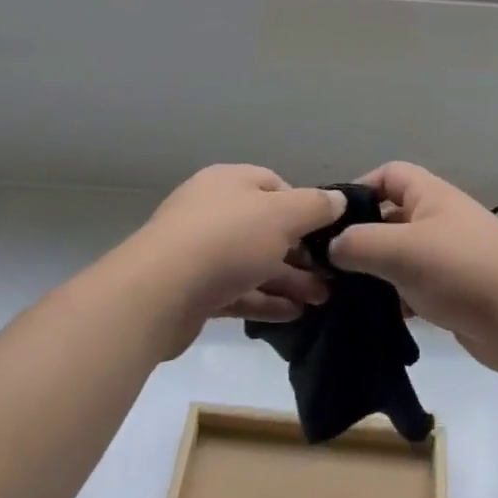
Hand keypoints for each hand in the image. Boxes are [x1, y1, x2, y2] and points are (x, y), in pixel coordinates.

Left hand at [124, 165, 344, 354]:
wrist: (159, 293)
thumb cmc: (227, 239)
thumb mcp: (282, 215)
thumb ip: (314, 206)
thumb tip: (338, 199)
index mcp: (229, 182)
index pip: (274, 185)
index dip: (304, 207)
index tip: (327, 232)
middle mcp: (213, 211)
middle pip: (265, 227)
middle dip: (301, 251)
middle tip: (332, 275)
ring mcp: (199, 252)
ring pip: (253, 262)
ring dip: (289, 279)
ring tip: (323, 299)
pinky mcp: (193, 291)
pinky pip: (238, 291)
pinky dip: (265, 300)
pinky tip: (294, 315)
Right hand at [328, 161, 497, 377]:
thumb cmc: (464, 271)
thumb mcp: (403, 250)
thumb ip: (359, 244)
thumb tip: (330, 247)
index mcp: (430, 196)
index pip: (389, 174)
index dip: (359, 188)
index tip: (329, 219)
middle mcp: (438, 220)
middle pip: (390, 216)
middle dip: (359, 236)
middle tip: (323, 263)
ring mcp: (446, 258)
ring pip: (398, 256)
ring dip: (373, 272)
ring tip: (337, 294)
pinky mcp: (451, 293)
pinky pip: (412, 288)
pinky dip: (392, 299)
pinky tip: (370, 318)